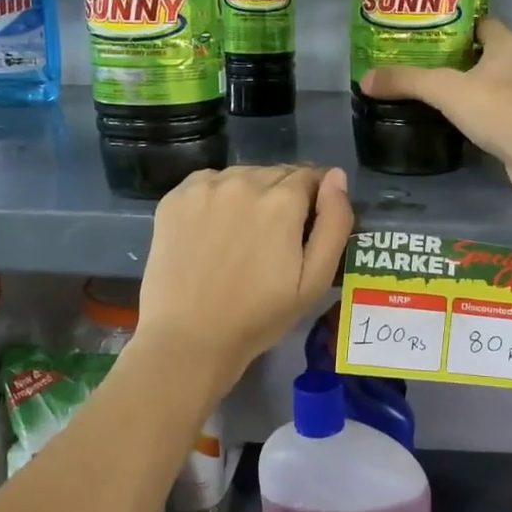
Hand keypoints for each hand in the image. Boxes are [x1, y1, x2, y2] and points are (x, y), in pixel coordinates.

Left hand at [133, 165, 353, 389]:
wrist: (189, 338)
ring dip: (251, 194)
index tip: (307, 226)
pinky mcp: (174, 198)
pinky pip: (208, 183)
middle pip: (276, 173)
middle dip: (284, 196)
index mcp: (282, 201)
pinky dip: (218, 196)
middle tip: (275, 237)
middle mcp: (243, 181)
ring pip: (242, 175)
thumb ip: (334, 223)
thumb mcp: (314, 280)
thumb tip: (337, 176)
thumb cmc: (259, 316)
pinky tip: (214, 229)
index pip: (310, 176)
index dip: (315, 199)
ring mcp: (204, 188)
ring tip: (243, 234)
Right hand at [360, 16, 511, 199]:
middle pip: (485, 54)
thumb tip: (365, 80)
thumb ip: (407, 82)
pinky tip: (455, 123)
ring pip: (492, 85)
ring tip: (432, 93)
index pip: (481, 23)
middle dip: (457, 58)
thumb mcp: (446, 90)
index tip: (427, 32)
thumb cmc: (499, 109)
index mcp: (508, 44)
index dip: (456, 24)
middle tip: (420, 64)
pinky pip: (498, 113)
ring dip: (468, 89)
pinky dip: (479, 115)